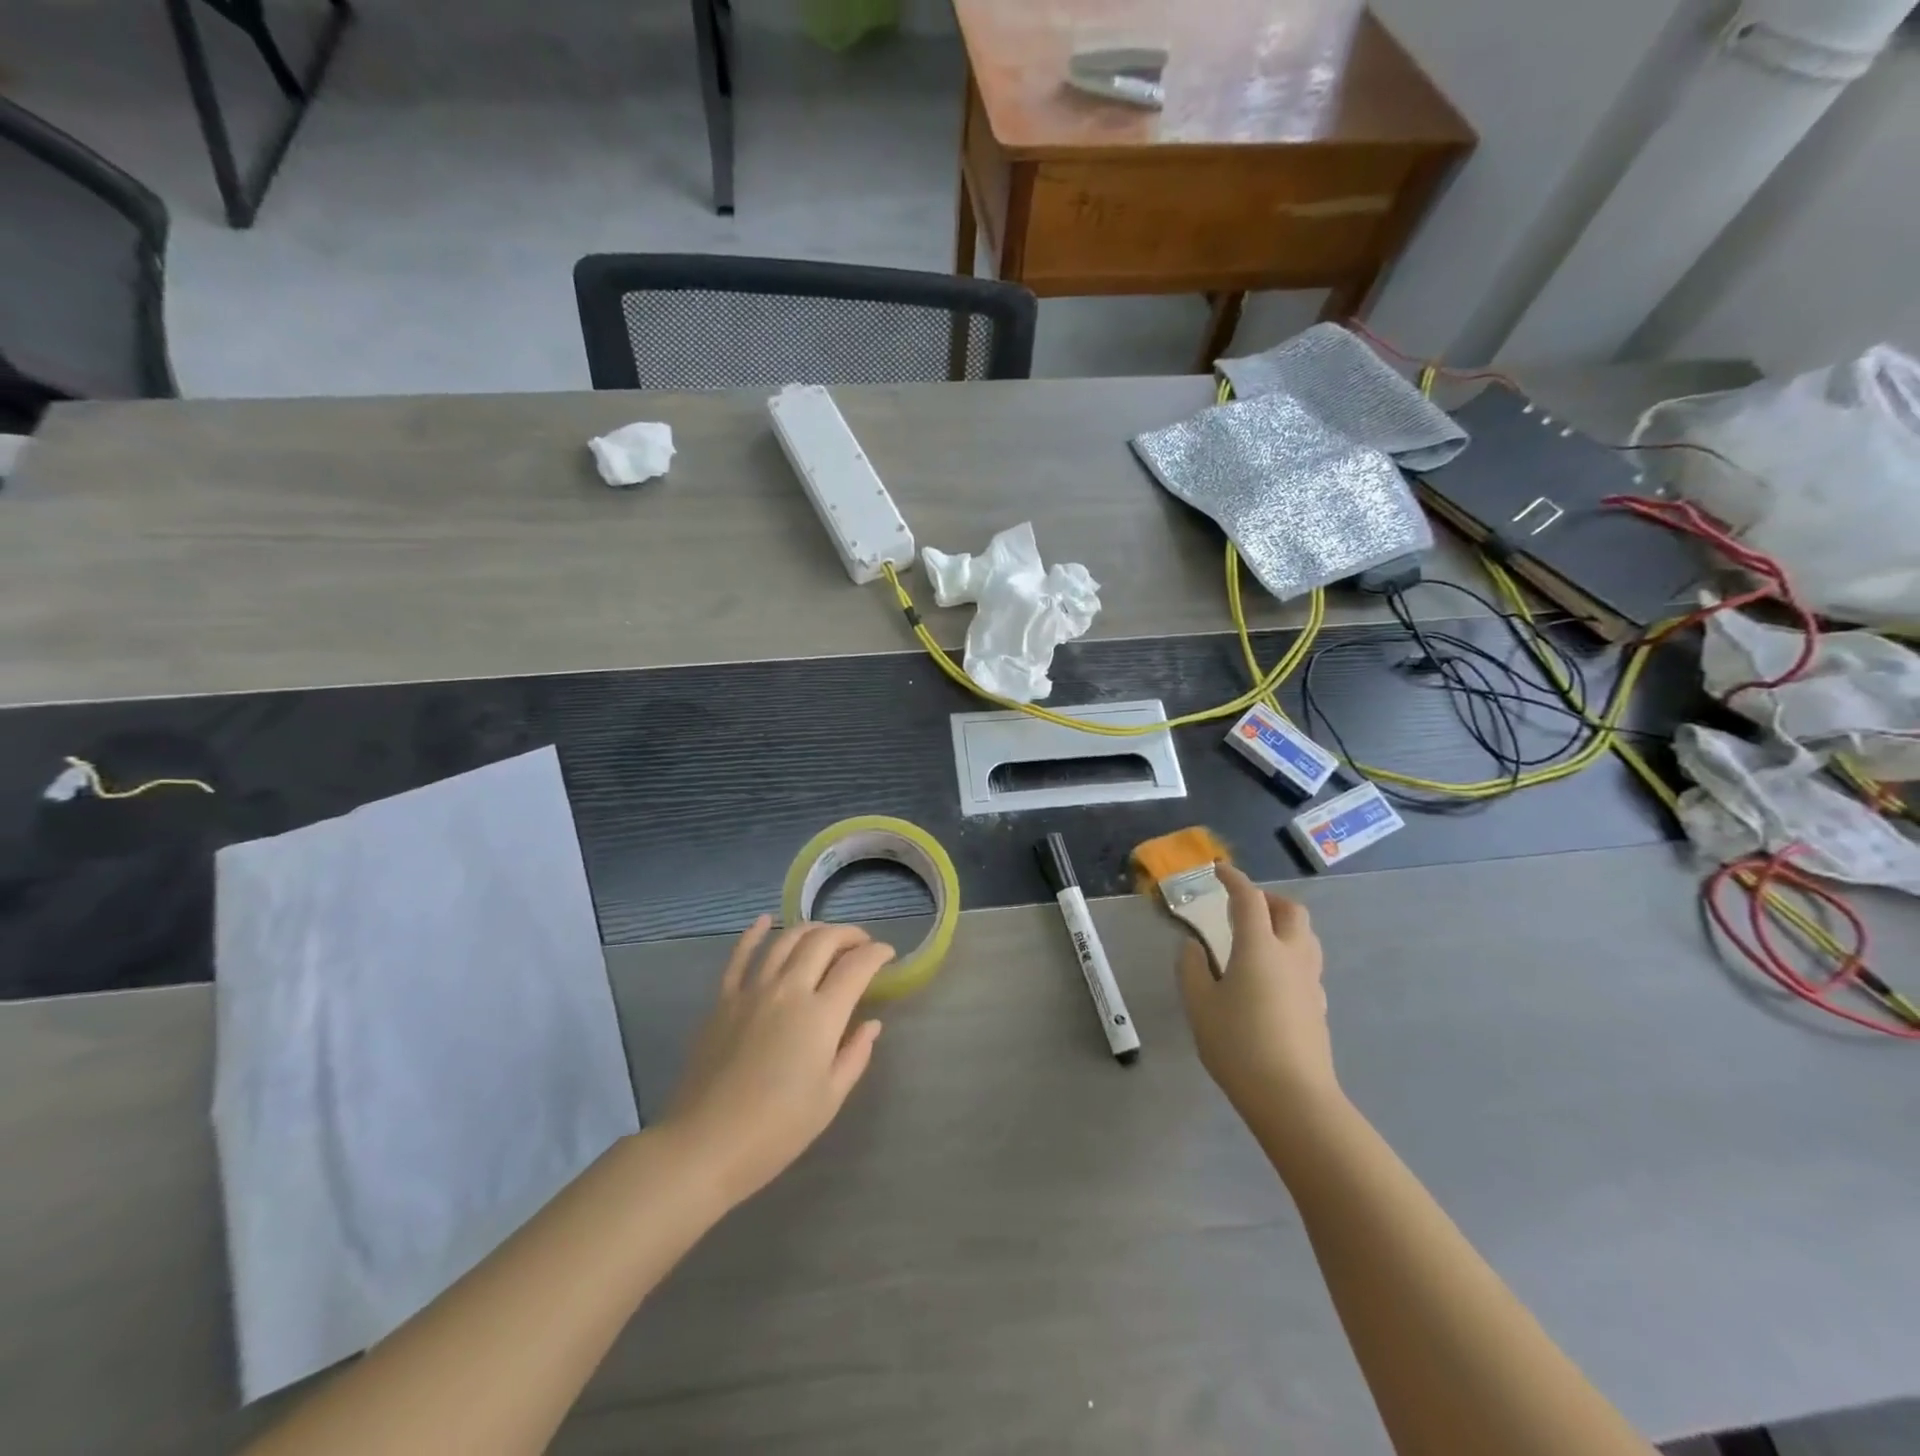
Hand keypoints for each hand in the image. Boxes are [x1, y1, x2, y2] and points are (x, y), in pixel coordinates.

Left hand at [661, 917, 892, 1209]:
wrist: (705, 1145)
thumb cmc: (777, 1130)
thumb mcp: (830, 1099)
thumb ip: (855, 1054)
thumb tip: (871, 1023)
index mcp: (821, 1015)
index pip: (857, 966)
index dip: (877, 953)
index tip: (887, 954)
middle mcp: (789, 990)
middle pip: (823, 941)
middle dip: (849, 935)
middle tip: (861, 944)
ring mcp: (752, 990)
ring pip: (786, 940)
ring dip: (811, 929)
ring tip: (825, 935)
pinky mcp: (724, 1000)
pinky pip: (740, 956)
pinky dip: (754, 933)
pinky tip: (764, 921)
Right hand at [1177, 864, 1338, 1118]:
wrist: (1293, 1099)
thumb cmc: (1238, 1045)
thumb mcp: (1200, 1006)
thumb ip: (1193, 969)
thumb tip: (1194, 947)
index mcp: (1259, 948)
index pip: (1249, 899)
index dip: (1234, 879)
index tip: (1219, 870)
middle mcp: (1291, 956)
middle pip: (1291, 911)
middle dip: (1269, 899)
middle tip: (1244, 906)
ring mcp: (1311, 983)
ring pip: (1307, 937)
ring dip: (1285, 925)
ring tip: (1259, 938)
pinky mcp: (1319, 1008)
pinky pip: (1308, 965)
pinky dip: (1290, 955)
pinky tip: (1271, 978)